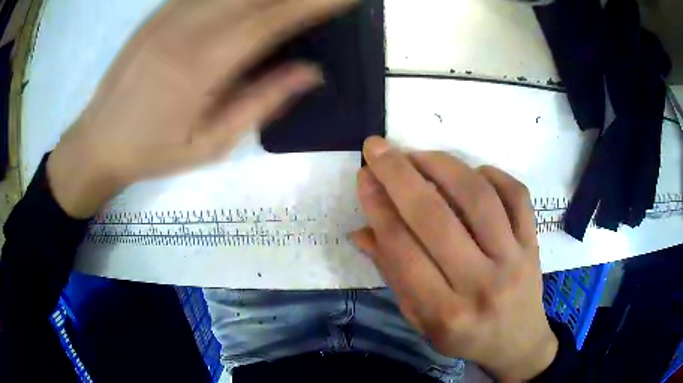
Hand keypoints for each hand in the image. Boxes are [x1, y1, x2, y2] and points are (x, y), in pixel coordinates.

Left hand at [47, 0, 355, 217]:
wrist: (97, 141)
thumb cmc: (152, 151)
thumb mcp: (210, 144)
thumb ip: (261, 102)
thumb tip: (310, 73)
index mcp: (204, 64)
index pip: (274, 18)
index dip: (314, 3)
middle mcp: (188, 27)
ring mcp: (170, 14)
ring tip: (291, 1)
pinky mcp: (158, 12)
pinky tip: (250, 0)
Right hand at [352, 137, 557, 379]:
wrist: (518, 341)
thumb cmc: (465, 337)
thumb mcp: (421, 321)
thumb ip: (394, 276)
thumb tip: (363, 230)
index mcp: (445, 312)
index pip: (402, 250)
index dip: (378, 207)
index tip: (364, 176)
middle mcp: (481, 283)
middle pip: (436, 218)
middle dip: (399, 175)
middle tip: (378, 148)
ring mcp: (514, 259)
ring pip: (477, 197)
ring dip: (441, 165)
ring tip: (417, 154)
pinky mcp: (533, 242)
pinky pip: (516, 194)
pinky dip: (491, 174)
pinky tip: (469, 173)